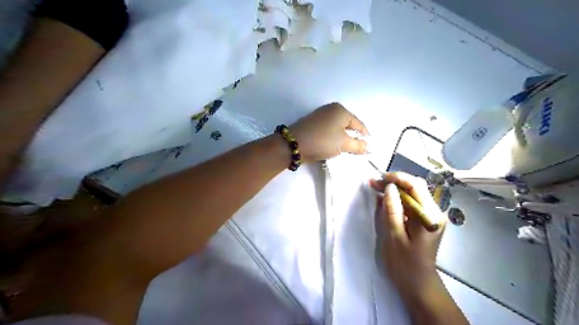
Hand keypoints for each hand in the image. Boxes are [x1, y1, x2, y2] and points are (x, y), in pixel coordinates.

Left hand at [292, 103, 367, 161]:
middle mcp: (331, 109)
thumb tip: (371, 147)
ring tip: (345, 150)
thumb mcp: (344, 144)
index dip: (366, 137)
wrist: (294, 144)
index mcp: (341, 110)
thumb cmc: (323, 141)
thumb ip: (359, 145)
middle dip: (353, 138)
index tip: (369, 149)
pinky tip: (333, 146)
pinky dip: (333, 138)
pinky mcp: (313, 124)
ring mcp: (321, 116)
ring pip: (338, 128)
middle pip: (348, 125)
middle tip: (357, 151)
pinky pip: (329, 130)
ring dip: (343, 139)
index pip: (359, 124)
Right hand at [371, 175, 447, 297]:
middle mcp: (433, 212)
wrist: (417, 283)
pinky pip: (410, 204)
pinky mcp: (424, 220)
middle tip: (373, 182)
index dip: (397, 178)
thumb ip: (392, 210)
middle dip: (393, 183)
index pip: (416, 186)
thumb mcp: (394, 236)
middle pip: (414, 188)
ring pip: (411, 194)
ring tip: (375, 187)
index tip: (379, 178)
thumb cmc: (404, 263)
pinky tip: (383, 199)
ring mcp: (429, 216)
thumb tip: (389, 187)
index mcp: (429, 215)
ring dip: (394, 190)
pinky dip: (396, 199)